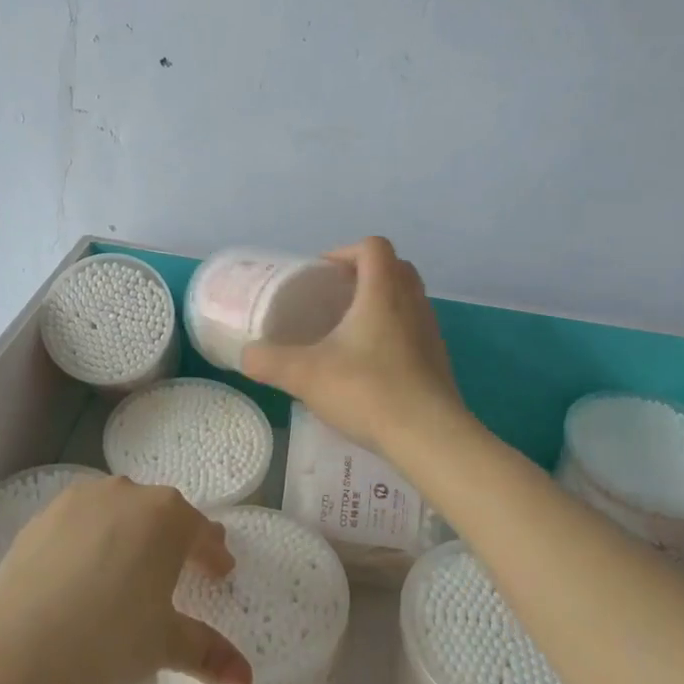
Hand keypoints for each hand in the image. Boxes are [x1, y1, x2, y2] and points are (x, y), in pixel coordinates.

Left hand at [0, 475, 253, 683]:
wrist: (23, 644)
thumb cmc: (111, 638)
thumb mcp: (165, 645)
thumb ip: (208, 653)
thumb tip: (245, 679)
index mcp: (167, 517)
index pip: (201, 531)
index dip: (213, 553)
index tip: (220, 571)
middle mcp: (127, 494)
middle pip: (160, 513)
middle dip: (174, 537)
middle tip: (180, 565)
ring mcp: (81, 500)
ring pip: (117, 510)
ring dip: (130, 532)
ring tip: (129, 565)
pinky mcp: (44, 515)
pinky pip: (80, 521)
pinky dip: (90, 538)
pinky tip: (83, 569)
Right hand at [242, 236, 469, 457]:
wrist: (428, 437)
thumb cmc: (366, 391)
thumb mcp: (304, 375)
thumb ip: (268, 361)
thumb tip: (246, 356)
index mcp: (382, 292)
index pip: (373, 246)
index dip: (346, 251)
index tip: (322, 275)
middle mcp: (412, 303)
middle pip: (395, 267)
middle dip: (364, 274)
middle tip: (333, 298)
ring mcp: (430, 332)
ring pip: (408, 298)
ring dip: (380, 302)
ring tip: (348, 331)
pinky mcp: (438, 360)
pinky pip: (414, 329)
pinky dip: (393, 332)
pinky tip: (369, 364)